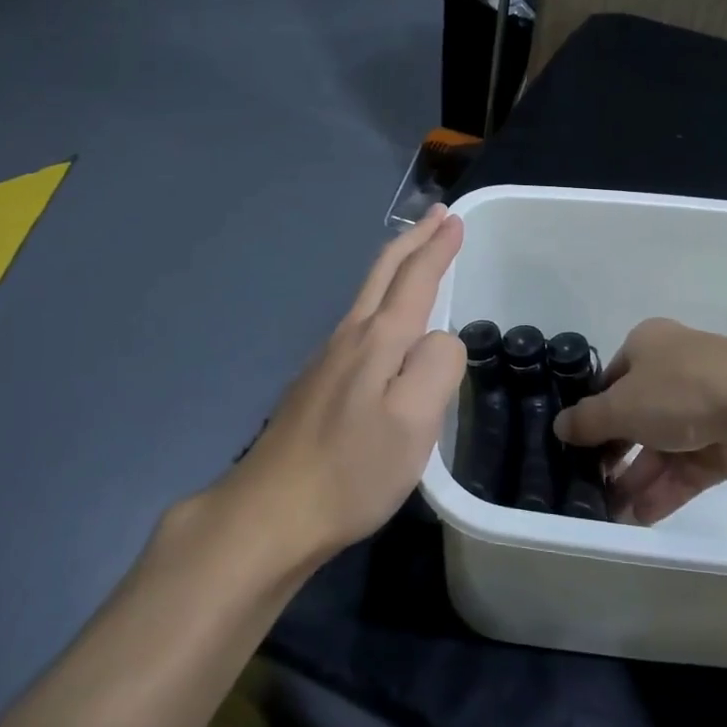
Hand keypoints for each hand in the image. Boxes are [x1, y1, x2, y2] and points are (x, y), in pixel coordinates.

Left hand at [225, 207, 466, 561]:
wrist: (271, 511)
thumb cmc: (352, 469)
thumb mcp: (414, 422)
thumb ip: (438, 367)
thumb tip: (441, 338)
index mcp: (379, 339)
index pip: (416, 278)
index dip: (438, 248)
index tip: (455, 219)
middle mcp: (351, 336)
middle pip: (384, 272)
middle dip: (414, 240)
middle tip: (438, 215)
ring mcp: (328, 358)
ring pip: (368, 293)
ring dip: (396, 264)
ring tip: (417, 252)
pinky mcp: (318, 383)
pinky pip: (359, 320)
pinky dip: (381, 296)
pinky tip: (385, 316)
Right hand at [554, 318, 726, 524]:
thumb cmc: (683, 392)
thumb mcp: (622, 404)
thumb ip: (588, 419)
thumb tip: (560, 426)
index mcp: (650, 345)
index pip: (611, 379)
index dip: (591, 412)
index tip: (574, 445)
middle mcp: (676, 369)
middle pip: (636, 415)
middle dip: (613, 453)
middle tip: (589, 486)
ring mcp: (705, 406)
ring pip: (661, 445)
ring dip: (636, 478)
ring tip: (610, 514)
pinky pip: (687, 466)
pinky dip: (665, 489)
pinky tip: (639, 517)